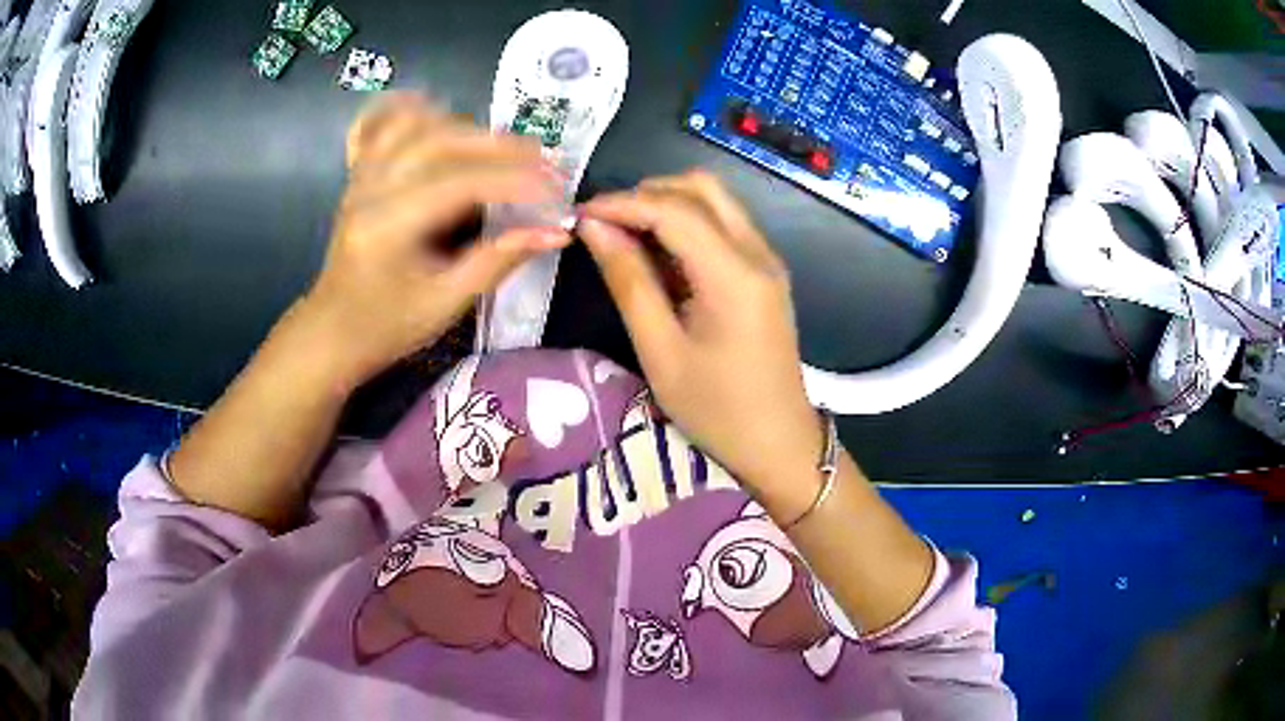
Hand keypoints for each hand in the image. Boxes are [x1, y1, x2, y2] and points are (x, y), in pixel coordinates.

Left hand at [297, 93, 570, 387]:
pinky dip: (414, 110)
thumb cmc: (387, 326)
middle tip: (546, 161)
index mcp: (388, 226)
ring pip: (416, 123)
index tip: (560, 190)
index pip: (461, 183)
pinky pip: (383, 124)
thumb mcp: (446, 303)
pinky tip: (439, 112)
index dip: (517, 181)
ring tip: (504, 148)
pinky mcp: (359, 172)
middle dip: (501, 146)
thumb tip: (555, 232)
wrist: (333, 330)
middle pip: (441, 140)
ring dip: (467, 127)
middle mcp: (371, 188)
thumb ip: (498, 260)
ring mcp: (361, 175)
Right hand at [579, 171, 823, 510]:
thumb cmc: (716, 410)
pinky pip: (724, 225)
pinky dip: (686, 224)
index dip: (622, 203)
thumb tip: (594, 228)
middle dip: (647, 193)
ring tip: (625, 236)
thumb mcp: (660, 351)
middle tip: (605, 224)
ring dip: (667, 204)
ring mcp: (766, 259)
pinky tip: (658, 253)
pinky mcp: (765, 272)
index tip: (580, 214)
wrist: (779, 443)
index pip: (674, 209)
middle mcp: (757, 252)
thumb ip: (628, 281)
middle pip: (702, 188)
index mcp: (734, 275)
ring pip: (715, 201)